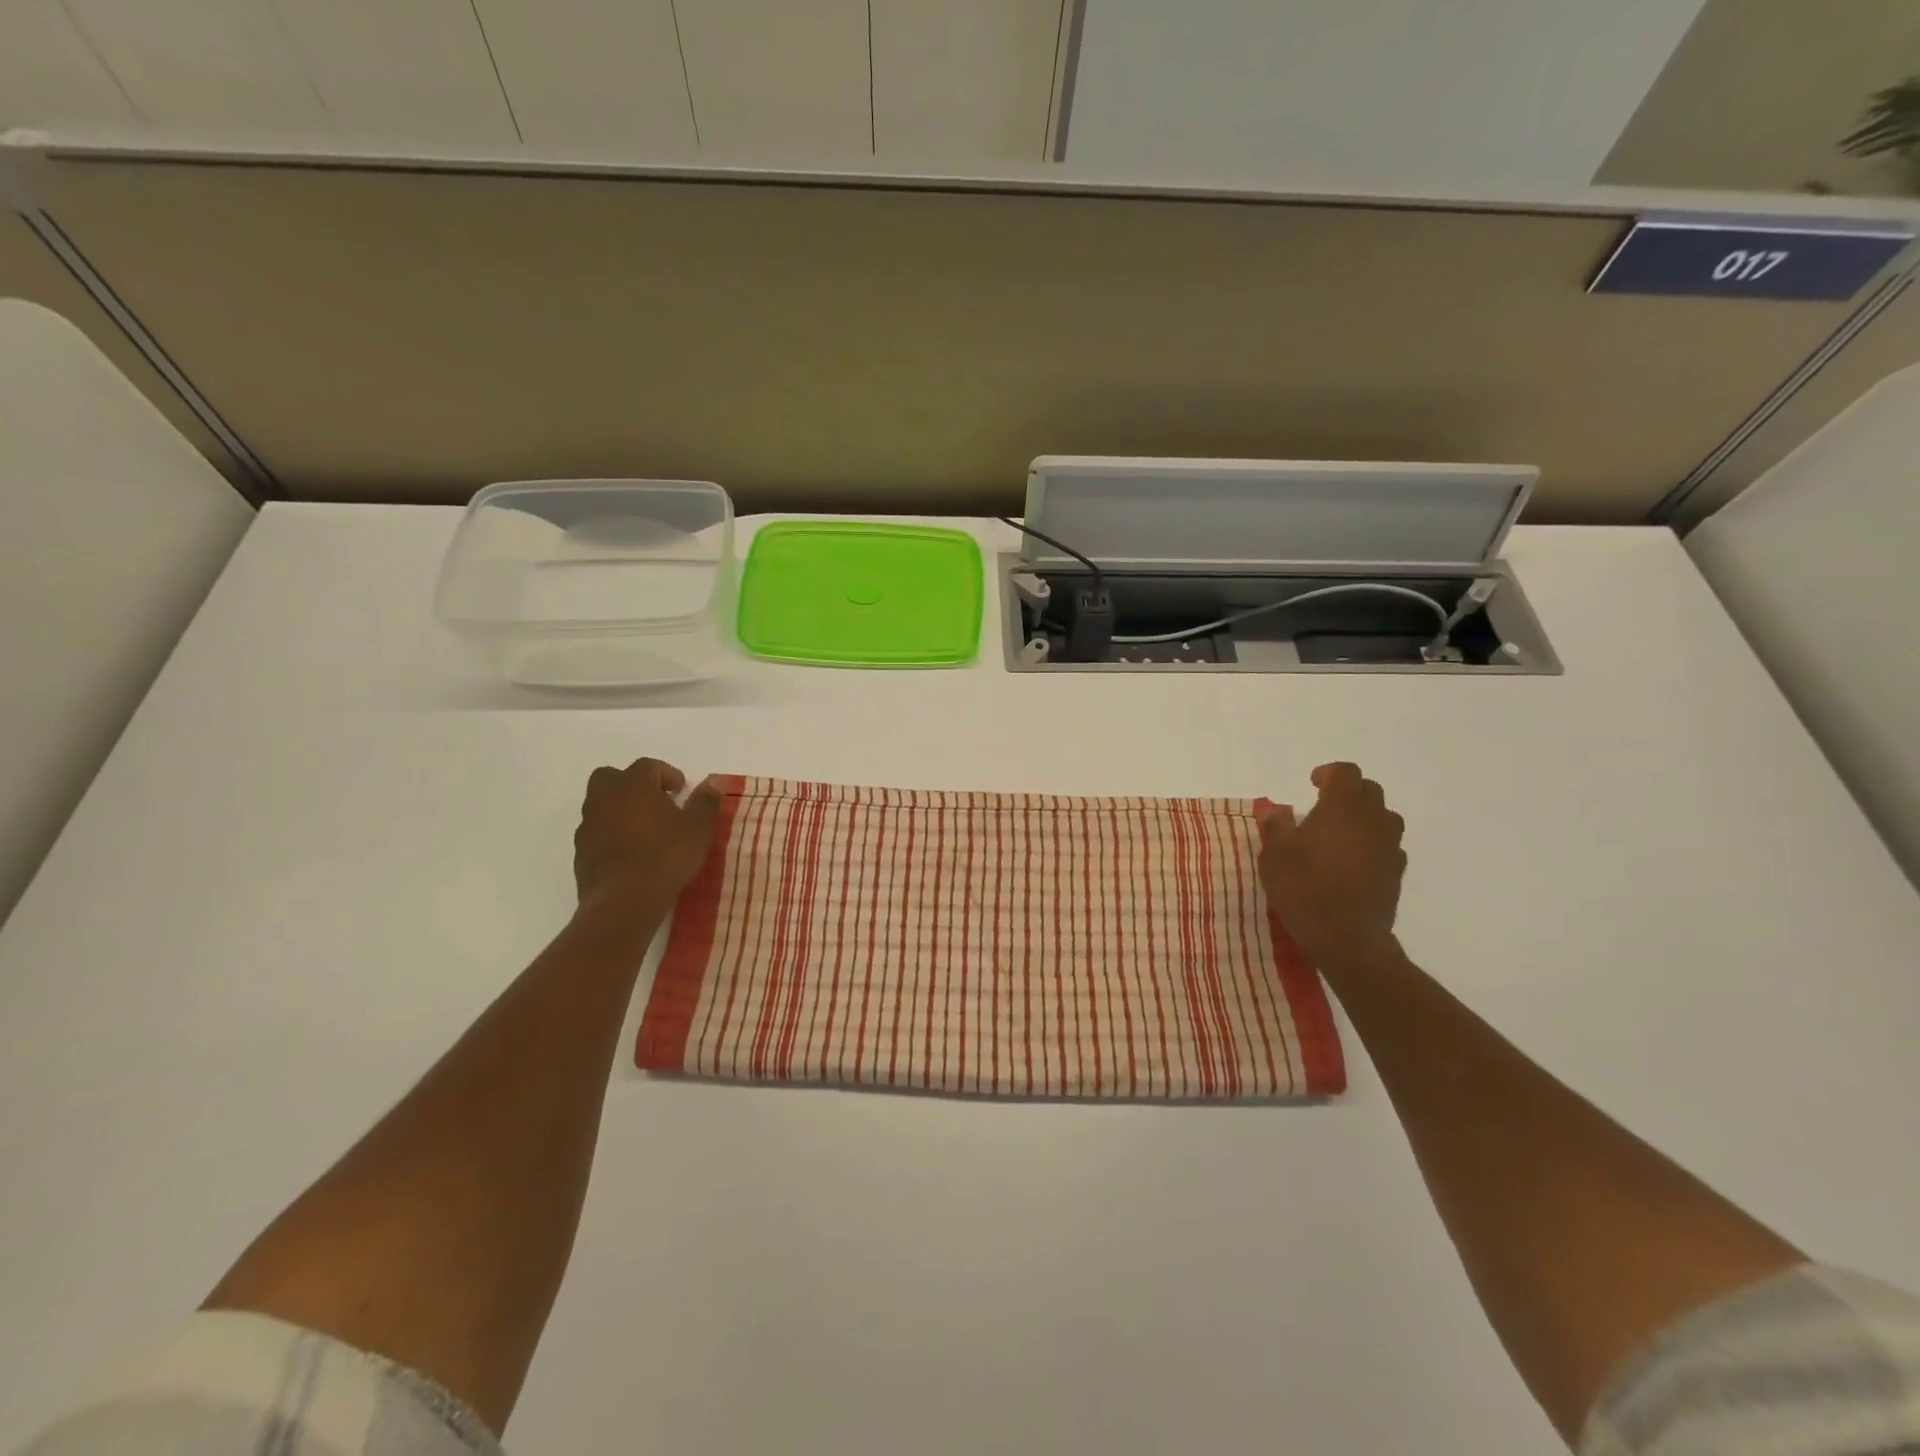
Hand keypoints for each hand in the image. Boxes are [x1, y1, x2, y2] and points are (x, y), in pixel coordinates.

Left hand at [573, 758, 722, 916]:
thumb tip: (712, 785)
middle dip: (632, 784)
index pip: (648, 766)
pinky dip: (610, 835)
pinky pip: (596, 833)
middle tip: (655, 802)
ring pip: (600, 805)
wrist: (624, 900)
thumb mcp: (698, 828)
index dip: (667, 774)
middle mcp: (605, 798)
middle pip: (611, 777)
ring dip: (619, 810)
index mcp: (633, 785)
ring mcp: (588, 825)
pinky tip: (630, 854)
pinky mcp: (580, 852)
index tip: (681, 791)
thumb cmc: (666, 855)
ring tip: (645, 831)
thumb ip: (704, 803)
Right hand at [1258, 762, 1406, 969]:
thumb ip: (1275, 826)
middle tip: (1323, 806)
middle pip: (1369, 790)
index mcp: (1342, 807)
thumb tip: (1275, 810)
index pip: (1346, 772)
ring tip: (1341, 832)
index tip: (1312, 784)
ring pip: (1384, 816)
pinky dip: (1372, 843)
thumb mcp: (1274, 854)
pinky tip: (1353, 860)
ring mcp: (1389, 846)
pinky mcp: (1397, 871)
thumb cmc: (1304, 888)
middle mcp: (1372, 819)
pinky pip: (1388, 844)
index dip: (1329, 773)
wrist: (1346, 937)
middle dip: (1348, 792)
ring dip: (1364, 816)